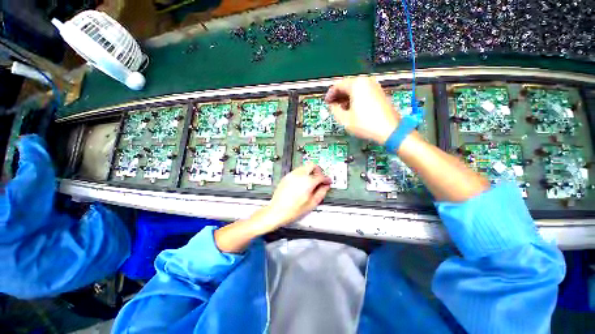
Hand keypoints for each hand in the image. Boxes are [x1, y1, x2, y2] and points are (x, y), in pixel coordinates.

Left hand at [214, 163, 330, 252]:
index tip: (327, 181)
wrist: (276, 211)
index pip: (321, 176)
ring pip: (304, 167)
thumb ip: (321, 193)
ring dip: (310, 171)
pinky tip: (302, 183)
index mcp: (307, 182)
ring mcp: (292, 175)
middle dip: (318, 170)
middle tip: (320, 178)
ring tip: (311, 181)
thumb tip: (326, 186)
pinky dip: (303, 174)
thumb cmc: (292, 210)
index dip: (326, 179)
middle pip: (312, 165)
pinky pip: (297, 171)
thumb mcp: (311, 204)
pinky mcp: (286, 176)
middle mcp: (299, 175)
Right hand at [325, 76, 399, 143]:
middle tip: (332, 106)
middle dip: (338, 96)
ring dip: (346, 98)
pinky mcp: (379, 93)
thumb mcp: (344, 119)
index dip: (330, 94)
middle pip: (347, 85)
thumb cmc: (365, 124)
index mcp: (356, 84)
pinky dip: (355, 98)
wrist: (389, 130)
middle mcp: (366, 81)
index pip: (338, 85)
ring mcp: (374, 86)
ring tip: (341, 109)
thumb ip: (334, 110)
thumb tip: (332, 105)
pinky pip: (363, 92)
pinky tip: (352, 108)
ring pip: (355, 89)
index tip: (326, 102)